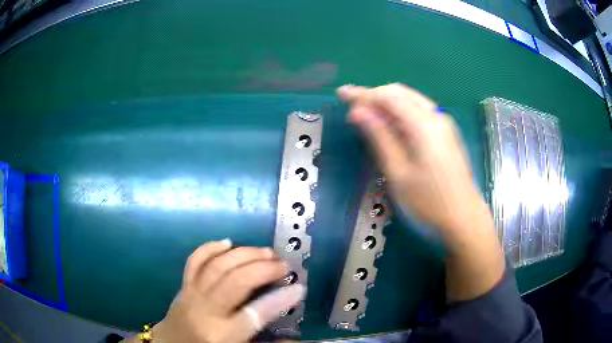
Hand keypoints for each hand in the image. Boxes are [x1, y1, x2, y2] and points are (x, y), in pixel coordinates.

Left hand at [145, 240, 304, 342]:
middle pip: (235, 282)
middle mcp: (205, 311)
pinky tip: (228, 243)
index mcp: (222, 335)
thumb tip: (294, 339)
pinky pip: (195, 260)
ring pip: (217, 266)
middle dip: (264, 269)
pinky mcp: (183, 285)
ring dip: (244, 254)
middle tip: (284, 265)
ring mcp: (191, 294)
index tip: (299, 287)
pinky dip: (211, 248)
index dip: (280, 299)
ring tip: (266, 252)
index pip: (254, 314)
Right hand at [338, 83, 504, 300]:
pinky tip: (390, 125)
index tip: (342, 93)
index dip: (363, 94)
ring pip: (411, 101)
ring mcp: (444, 125)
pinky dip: (401, 114)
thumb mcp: (398, 173)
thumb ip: (379, 138)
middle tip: (353, 106)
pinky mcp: (447, 135)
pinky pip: (420, 113)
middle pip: (401, 94)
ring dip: (387, 103)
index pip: (388, 97)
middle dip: (375, 95)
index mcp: (423, 124)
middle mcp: (436, 117)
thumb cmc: (428, 203)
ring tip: (366, 114)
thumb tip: (358, 112)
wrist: (464, 220)